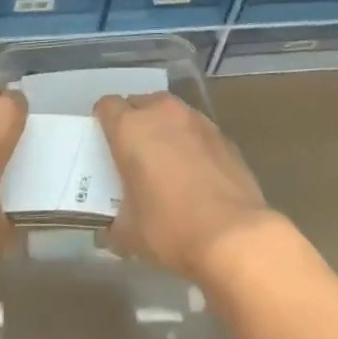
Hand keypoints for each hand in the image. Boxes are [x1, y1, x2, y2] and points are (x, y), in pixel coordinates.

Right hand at [94, 92, 278, 282]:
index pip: (107, 106)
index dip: (102, 122)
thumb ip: (114, 224)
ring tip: (166, 162)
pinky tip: (195, 174)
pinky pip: (196, 130)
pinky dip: (190, 143)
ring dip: (163, 129)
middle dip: (134, 123)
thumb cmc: (171, 228)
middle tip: (133, 155)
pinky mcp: (223, 135)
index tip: (104, 145)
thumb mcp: (130, 234)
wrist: (234, 234)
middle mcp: (162, 113)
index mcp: (131, 128)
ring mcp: (196, 120)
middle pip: (139, 103)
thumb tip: (111, 230)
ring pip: (170, 113)